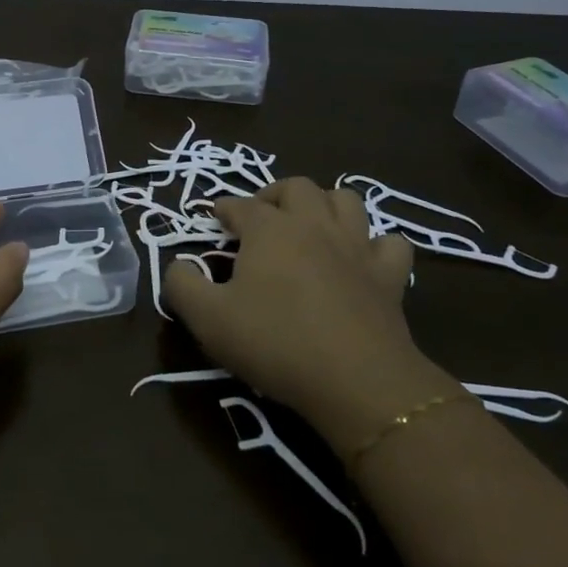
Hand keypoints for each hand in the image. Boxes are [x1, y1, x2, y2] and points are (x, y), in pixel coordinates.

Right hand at [164, 178, 461, 454]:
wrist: (355, 379)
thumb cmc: (274, 342)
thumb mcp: (208, 319)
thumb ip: (182, 286)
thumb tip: (176, 265)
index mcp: (269, 230)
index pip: (241, 205)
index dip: (226, 208)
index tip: (216, 216)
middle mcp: (314, 225)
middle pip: (296, 187)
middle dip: (274, 194)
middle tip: (261, 215)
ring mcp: (356, 247)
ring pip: (346, 201)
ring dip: (326, 204)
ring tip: (311, 223)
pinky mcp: (389, 275)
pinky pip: (390, 243)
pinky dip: (376, 243)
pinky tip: (364, 257)